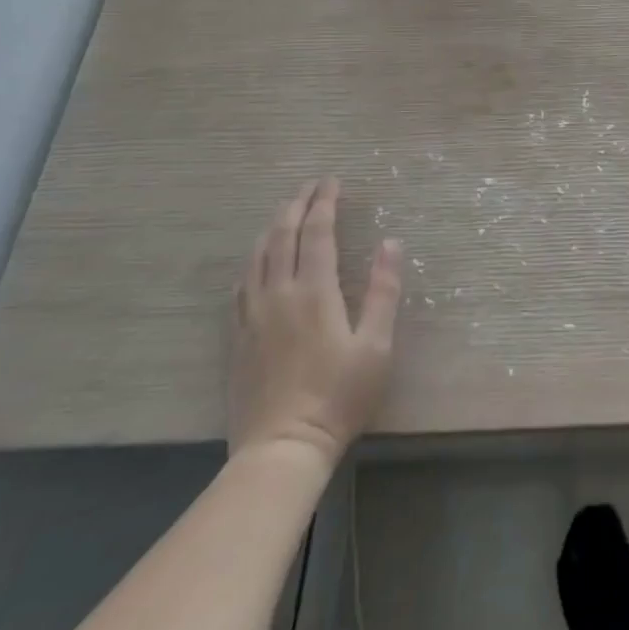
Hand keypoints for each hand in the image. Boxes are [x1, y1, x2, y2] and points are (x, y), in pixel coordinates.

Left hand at [229, 177, 401, 472]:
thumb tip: (391, 243)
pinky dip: (253, 259)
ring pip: (257, 255)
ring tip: (286, 212)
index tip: (333, 181)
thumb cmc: (339, 396)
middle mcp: (278, 293)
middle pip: (282, 235)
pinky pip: (241, 283)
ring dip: (272, 226)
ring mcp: (252, 314)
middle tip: (311, 186)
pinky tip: (258, 260)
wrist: (281, 447)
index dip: (325, 202)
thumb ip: (383, 291)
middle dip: (297, 204)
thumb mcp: (376, 345)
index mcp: (314, 292)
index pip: (318, 232)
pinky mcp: (237, 335)